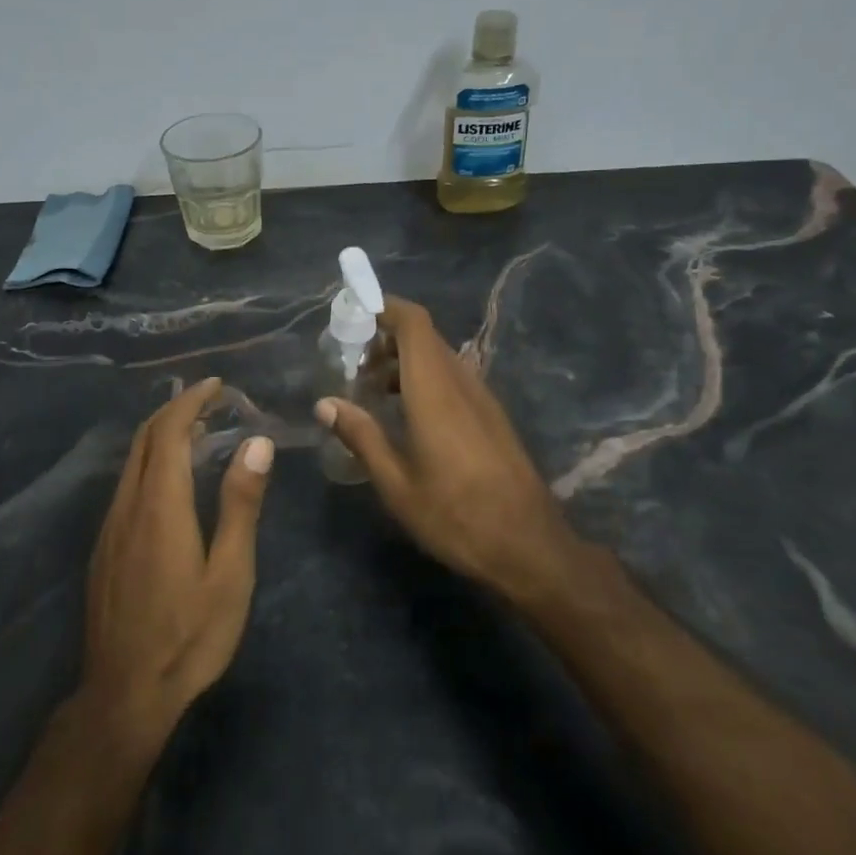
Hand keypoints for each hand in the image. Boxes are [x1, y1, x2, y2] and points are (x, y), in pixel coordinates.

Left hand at [83, 377, 273, 735]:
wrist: (124, 696)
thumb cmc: (189, 636)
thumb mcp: (230, 573)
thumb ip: (240, 504)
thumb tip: (257, 443)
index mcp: (160, 505)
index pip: (169, 431)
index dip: (191, 401)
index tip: (217, 384)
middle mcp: (128, 506)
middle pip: (145, 439)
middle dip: (176, 409)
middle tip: (211, 401)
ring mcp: (110, 528)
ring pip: (132, 462)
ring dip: (162, 435)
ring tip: (199, 432)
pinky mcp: (104, 549)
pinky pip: (127, 485)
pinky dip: (151, 462)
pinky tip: (172, 481)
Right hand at [315, 297, 580, 603]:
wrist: (530, 546)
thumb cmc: (456, 516)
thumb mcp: (397, 484)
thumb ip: (362, 436)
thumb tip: (325, 403)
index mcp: (435, 389)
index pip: (414, 322)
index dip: (384, 307)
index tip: (352, 315)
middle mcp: (460, 382)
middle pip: (424, 336)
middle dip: (385, 337)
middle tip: (352, 363)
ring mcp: (481, 398)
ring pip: (438, 357)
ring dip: (404, 361)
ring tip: (371, 391)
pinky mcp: (491, 416)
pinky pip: (452, 378)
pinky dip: (424, 379)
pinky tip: (406, 415)